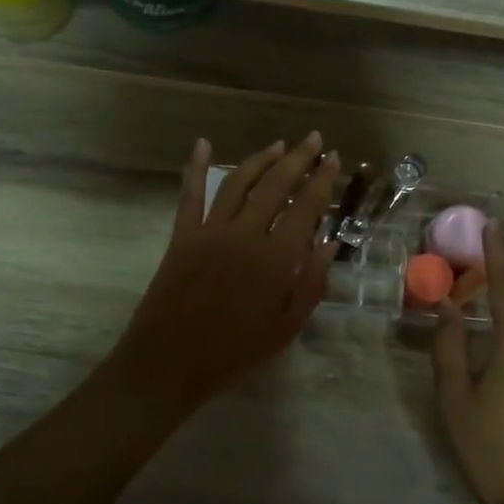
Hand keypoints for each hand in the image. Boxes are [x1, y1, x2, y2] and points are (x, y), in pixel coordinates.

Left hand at [113, 135, 339, 412]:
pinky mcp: (182, 235)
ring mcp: (210, 231)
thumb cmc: (234, 353)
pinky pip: (190, 194)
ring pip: (238, 182)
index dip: (322, 180)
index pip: (306, 207)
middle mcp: (245, 234)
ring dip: (260, 159)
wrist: (169, 364)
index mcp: (275, 259)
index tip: (334, 159)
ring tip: (279, 145)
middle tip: (314, 139)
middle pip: (275, 185)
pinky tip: (202, 145)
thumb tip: (330, 244)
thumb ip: (311, 284)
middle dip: (298, 158)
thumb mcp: (285, 329)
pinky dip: (195, 167)